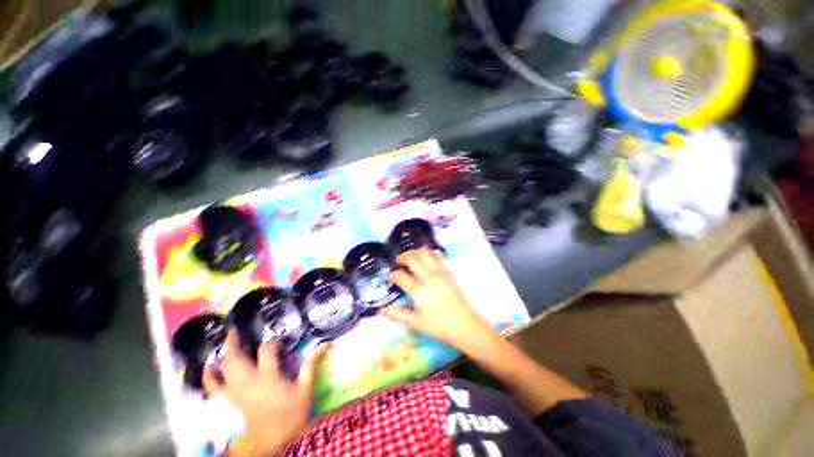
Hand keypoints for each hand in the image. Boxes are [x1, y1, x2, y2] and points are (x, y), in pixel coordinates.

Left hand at [204, 331, 329, 455]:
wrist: (277, 443)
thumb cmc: (292, 415)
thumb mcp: (305, 389)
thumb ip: (312, 364)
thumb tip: (327, 343)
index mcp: (268, 378)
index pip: (267, 350)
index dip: (273, 340)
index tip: (281, 339)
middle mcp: (248, 383)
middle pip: (235, 358)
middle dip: (234, 342)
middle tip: (235, 330)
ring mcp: (236, 394)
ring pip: (223, 370)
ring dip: (223, 355)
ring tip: (223, 343)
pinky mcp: (232, 402)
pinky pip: (214, 389)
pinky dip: (209, 377)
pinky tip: (209, 368)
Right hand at [380, 249, 492, 350]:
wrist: (464, 325)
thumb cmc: (439, 326)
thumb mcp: (416, 323)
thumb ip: (398, 314)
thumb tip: (380, 311)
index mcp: (419, 291)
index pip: (401, 276)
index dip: (393, 275)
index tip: (390, 277)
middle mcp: (428, 278)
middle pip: (413, 259)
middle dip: (403, 257)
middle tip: (398, 261)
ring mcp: (440, 273)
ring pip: (425, 254)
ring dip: (415, 252)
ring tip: (411, 256)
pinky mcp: (448, 272)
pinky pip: (438, 256)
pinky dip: (430, 253)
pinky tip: (426, 257)